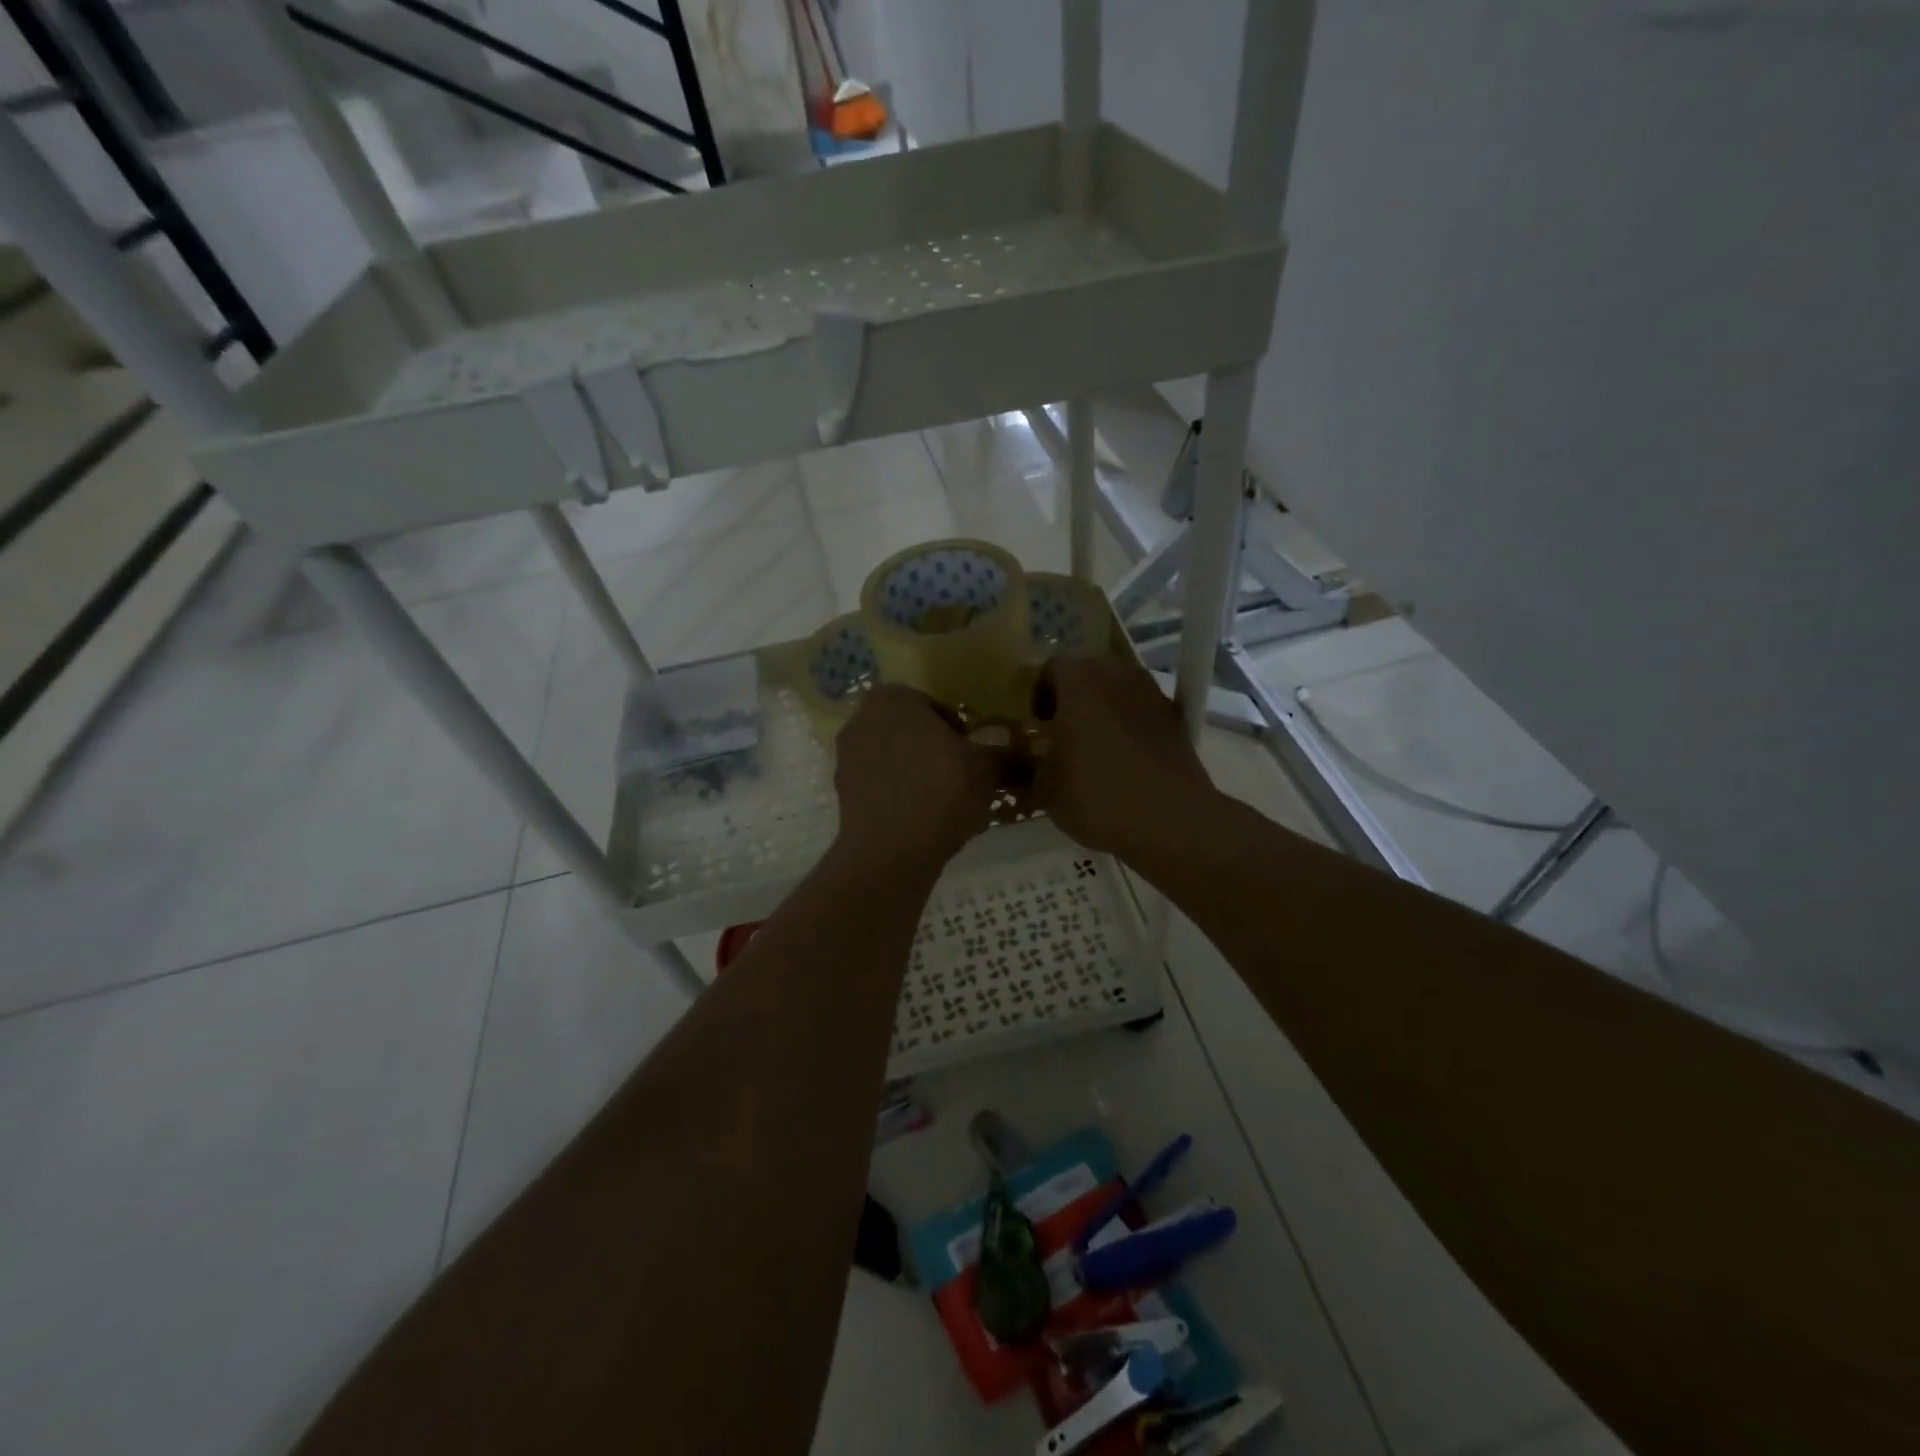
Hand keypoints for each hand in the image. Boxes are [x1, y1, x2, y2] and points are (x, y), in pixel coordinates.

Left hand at [834, 685, 1000, 870]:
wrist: (891, 852)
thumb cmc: (941, 791)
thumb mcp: (987, 770)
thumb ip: (1008, 756)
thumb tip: (1030, 757)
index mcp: (893, 699)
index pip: (935, 706)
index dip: (959, 730)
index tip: (974, 754)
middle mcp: (861, 720)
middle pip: (911, 732)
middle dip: (934, 750)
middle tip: (962, 776)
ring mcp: (846, 758)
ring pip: (894, 759)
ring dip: (917, 774)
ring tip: (945, 802)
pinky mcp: (842, 794)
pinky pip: (880, 787)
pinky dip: (900, 796)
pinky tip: (922, 819)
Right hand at [1032, 655, 1214, 860]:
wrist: (1171, 819)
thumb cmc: (1096, 793)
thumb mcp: (1044, 789)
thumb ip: (1031, 767)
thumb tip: (1031, 764)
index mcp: (1080, 678)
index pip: (1051, 668)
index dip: (1039, 695)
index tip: (1036, 725)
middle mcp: (1118, 674)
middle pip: (1088, 676)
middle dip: (1072, 701)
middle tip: (1060, 736)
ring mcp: (1153, 695)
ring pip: (1117, 695)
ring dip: (1102, 714)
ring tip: (1092, 752)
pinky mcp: (1177, 721)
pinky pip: (1141, 716)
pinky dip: (1128, 731)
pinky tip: (1122, 766)